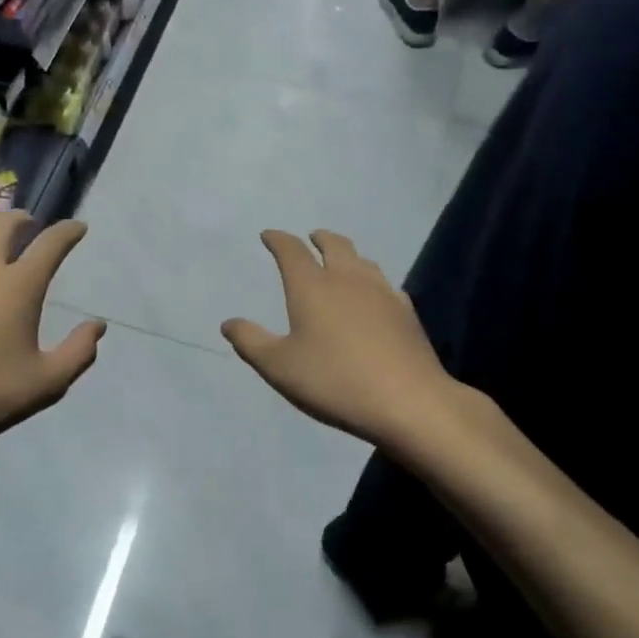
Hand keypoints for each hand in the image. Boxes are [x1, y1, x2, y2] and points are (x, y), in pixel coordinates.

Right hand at [221, 230, 454, 451]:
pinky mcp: (406, 312)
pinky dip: (371, 280)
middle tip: (311, 238)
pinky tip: (374, 295)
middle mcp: (347, 279)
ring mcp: (382, 293)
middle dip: (318, 238)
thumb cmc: (334, 381)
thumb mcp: (279, 367)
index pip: (291, 251)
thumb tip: (229, 323)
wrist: (409, 401)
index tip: (269, 235)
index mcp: (312, 286)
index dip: (278, 240)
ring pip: (362, 260)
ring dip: (347, 255)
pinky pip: (384, 283)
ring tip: (341, 262)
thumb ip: (251, 341)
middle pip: (334, 244)